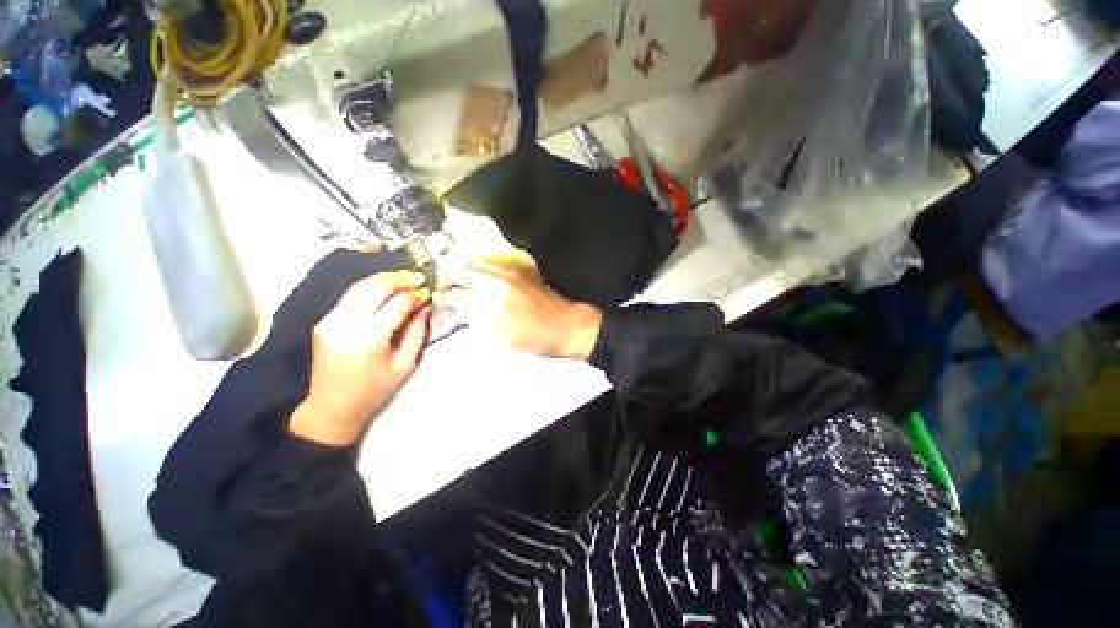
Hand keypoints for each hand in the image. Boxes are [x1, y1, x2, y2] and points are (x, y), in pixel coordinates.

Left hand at [290, 271, 430, 446]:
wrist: (332, 408)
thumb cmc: (375, 391)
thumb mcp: (405, 365)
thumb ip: (416, 333)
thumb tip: (424, 307)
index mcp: (369, 341)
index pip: (396, 304)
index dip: (415, 295)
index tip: (428, 293)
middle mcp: (346, 326)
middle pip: (375, 288)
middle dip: (400, 279)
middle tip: (419, 278)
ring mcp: (330, 322)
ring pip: (360, 287)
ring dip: (384, 279)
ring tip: (404, 278)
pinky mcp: (324, 322)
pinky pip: (350, 296)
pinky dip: (370, 288)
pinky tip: (385, 288)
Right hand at [435, 256, 602, 358]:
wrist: (564, 325)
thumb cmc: (533, 338)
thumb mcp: (501, 338)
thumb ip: (477, 320)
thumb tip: (461, 308)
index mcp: (490, 302)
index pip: (456, 293)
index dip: (444, 296)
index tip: (440, 299)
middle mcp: (497, 280)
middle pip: (460, 268)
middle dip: (447, 277)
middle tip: (445, 287)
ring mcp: (509, 271)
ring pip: (475, 260)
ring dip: (463, 268)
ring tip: (459, 280)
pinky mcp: (520, 268)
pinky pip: (492, 259)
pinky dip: (480, 264)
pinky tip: (479, 274)